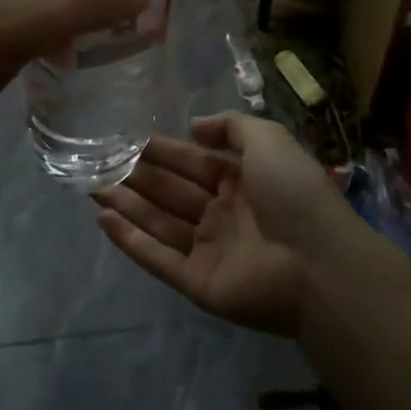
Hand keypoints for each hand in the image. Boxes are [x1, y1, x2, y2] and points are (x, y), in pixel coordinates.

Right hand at [93, 114, 354, 336]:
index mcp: (241, 181)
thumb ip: (231, 126)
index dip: (162, 151)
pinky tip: (104, 221)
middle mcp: (223, 213)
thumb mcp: (268, 139)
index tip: (127, 141)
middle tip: (98, 163)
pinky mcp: (198, 283)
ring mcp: (210, 250)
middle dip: (136, 177)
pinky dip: (131, 241)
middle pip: (171, 192)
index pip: (192, 162)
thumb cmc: (293, 192)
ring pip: (159, 222)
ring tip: (92, 187)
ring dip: (127, 205)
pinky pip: (158, 258)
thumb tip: (194, 126)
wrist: (319, 263)